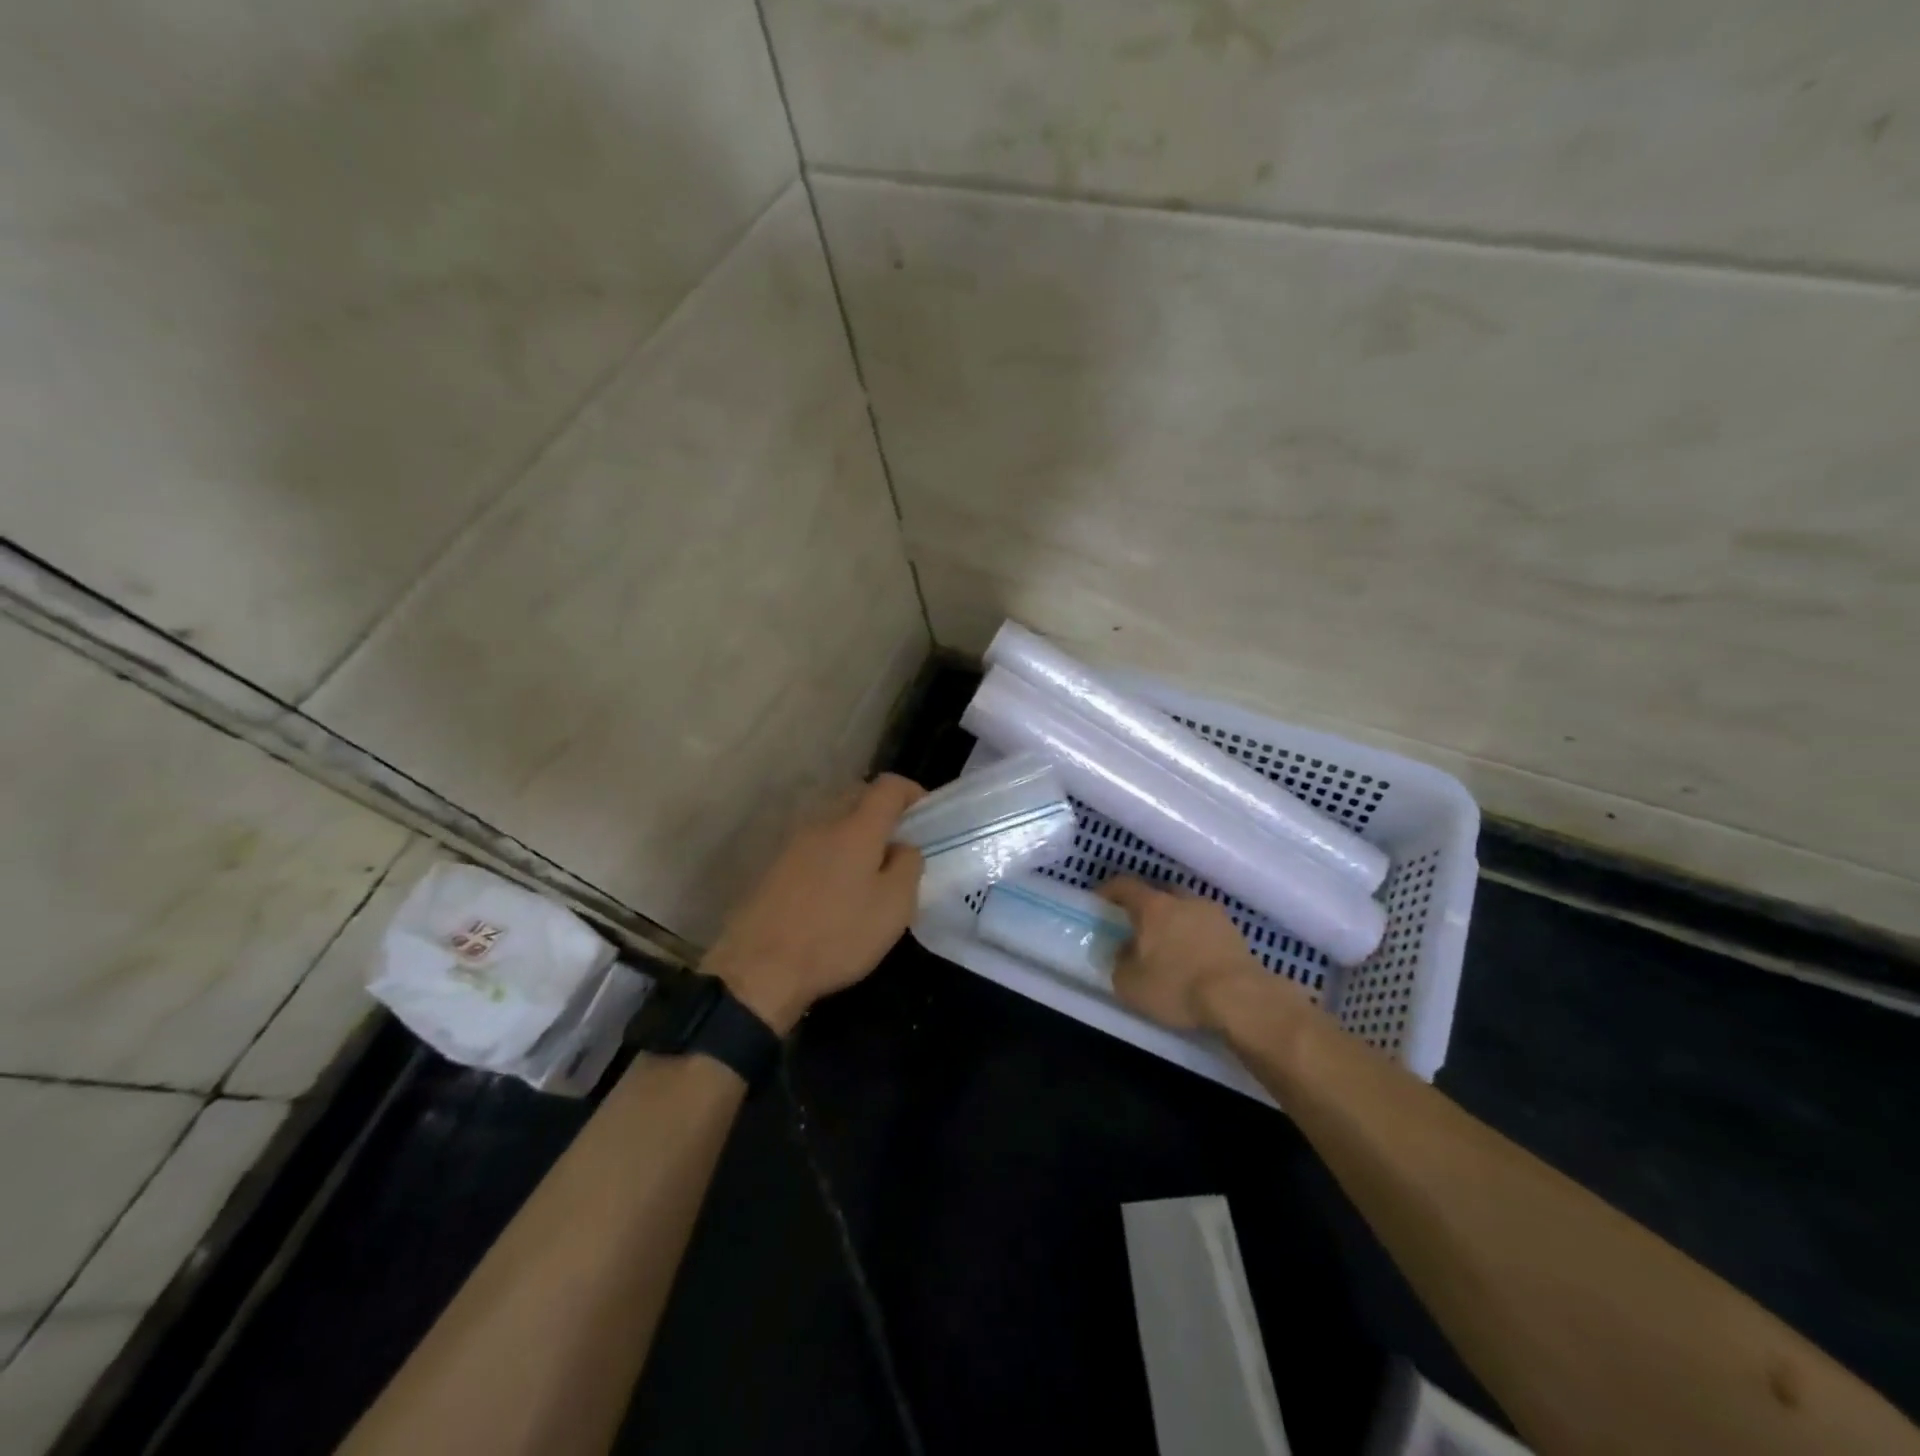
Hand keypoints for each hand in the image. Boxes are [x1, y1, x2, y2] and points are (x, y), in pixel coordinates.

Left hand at [703, 774, 925, 1032]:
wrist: (759, 968)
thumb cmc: (837, 935)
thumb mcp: (893, 907)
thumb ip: (908, 866)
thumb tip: (903, 846)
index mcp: (856, 827)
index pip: (889, 786)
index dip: (912, 792)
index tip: (927, 815)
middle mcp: (821, 823)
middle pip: (857, 798)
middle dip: (883, 814)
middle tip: (900, 846)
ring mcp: (792, 844)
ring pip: (833, 824)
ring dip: (855, 836)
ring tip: (869, 873)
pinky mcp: (773, 867)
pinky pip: (813, 847)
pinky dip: (831, 856)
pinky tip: (835, 892)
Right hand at [1098, 877, 1269, 1030]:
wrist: (1240, 998)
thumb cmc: (1177, 986)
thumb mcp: (1130, 984)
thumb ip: (1120, 962)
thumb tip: (1124, 952)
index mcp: (1153, 906)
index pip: (1125, 885)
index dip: (1108, 890)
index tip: (1098, 901)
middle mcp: (1183, 900)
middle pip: (1159, 892)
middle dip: (1145, 904)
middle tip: (1136, 924)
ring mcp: (1213, 913)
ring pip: (1185, 908)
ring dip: (1174, 920)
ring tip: (1168, 944)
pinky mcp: (1235, 933)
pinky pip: (1205, 926)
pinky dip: (1195, 936)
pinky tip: (1193, 958)